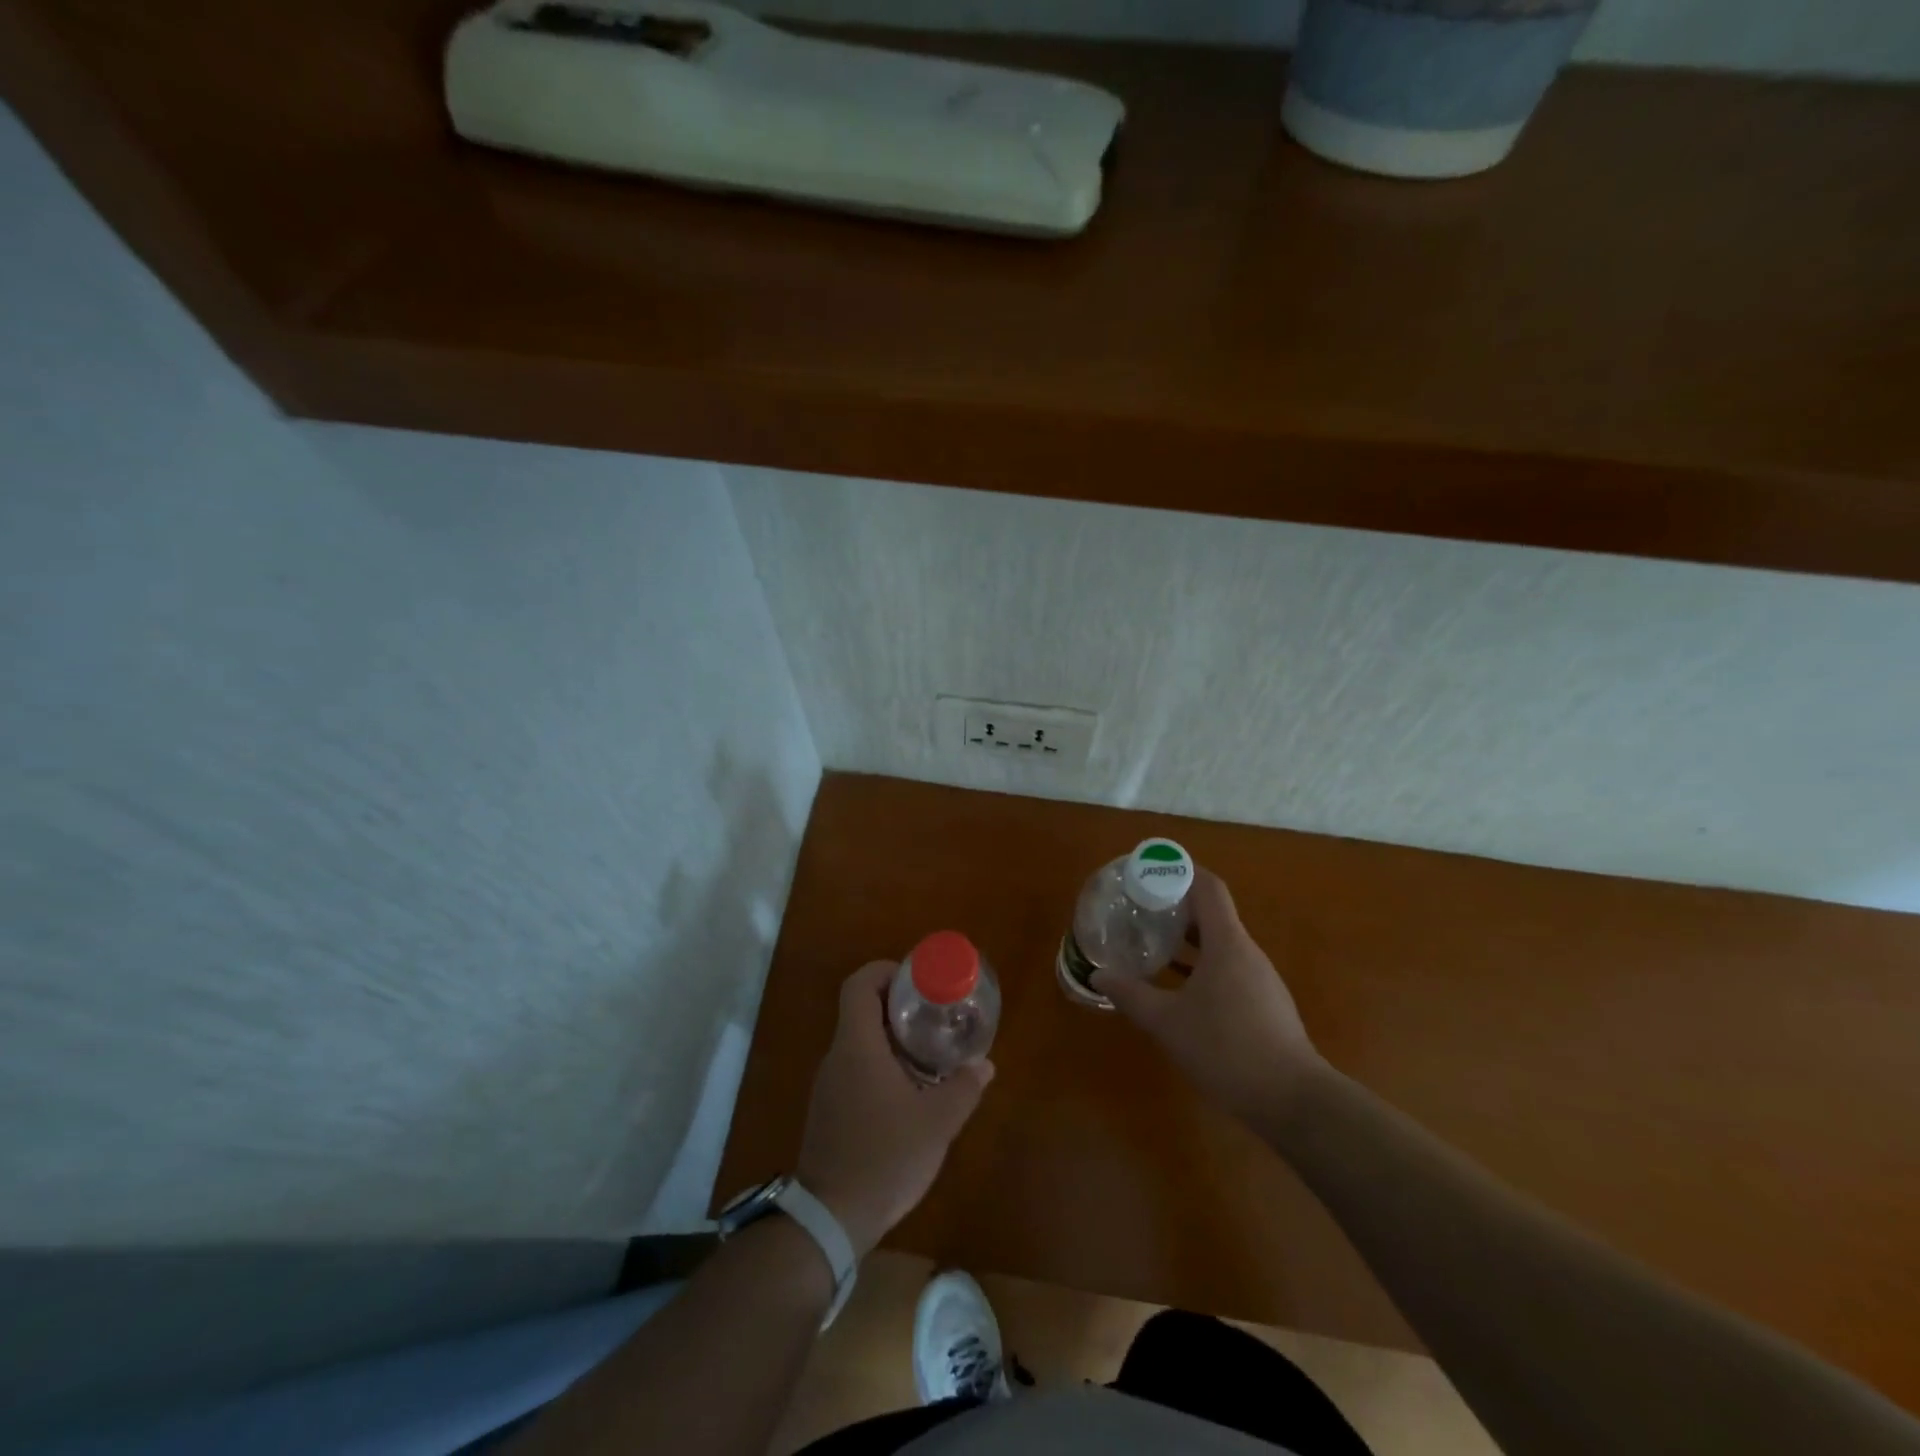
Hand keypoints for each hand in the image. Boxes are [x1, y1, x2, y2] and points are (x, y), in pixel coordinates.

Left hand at [795, 961, 993, 1257]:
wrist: (830, 1218)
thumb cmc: (884, 1158)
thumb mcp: (937, 1123)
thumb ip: (963, 1088)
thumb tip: (985, 1065)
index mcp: (857, 1046)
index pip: (859, 984)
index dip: (885, 971)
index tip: (915, 980)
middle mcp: (837, 1057)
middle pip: (861, 1010)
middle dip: (897, 1006)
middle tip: (934, 1015)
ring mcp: (828, 1086)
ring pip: (859, 1042)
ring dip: (891, 1039)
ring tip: (929, 1053)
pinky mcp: (828, 1111)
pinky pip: (855, 1070)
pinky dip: (880, 1066)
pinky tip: (908, 1093)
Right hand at [1093, 870, 1323, 1124]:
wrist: (1293, 1101)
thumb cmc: (1227, 1049)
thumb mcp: (1167, 1022)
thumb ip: (1131, 995)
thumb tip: (1098, 974)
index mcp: (1227, 943)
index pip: (1207, 887)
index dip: (1180, 872)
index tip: (1148, 872)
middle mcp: (1246, 951)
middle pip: (1211, 912)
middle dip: (1175, 905)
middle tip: (1139, 908)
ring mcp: (1259, 977)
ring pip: (1219, 942)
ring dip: (1187, 938)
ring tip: (1152, 943)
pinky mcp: (1263, 1002)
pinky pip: (1227, 967)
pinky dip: (1200, 963)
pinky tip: (1177, 986)